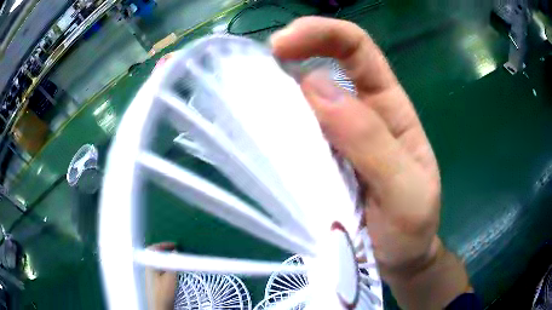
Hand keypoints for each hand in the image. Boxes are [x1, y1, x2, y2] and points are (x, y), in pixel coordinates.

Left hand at [145, 242, 177, 309]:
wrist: (159, 307)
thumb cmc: (163, 293)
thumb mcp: (170, 277)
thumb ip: (172, 264)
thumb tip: (175, 253)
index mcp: (150, 265)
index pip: (153, 248)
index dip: (163, 245)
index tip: (174, 245)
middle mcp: (148, 269)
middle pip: (155, 255)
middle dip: (165, 252)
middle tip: (174, 252)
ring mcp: (150, 277)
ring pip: (157, 263)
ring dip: (166, 260)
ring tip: (175, 262)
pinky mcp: (154, 283)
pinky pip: (159, 270)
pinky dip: (166, 268)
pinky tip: (172, 273)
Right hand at [271, 17, 468, 308]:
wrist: (397, 260)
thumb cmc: (411, 229)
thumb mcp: (406, 192)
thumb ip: (371, 142)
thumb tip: (315, 87)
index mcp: (391, 110)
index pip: (359, 50)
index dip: (324, 34)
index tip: (282, 44)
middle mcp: (360, 114)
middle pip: (325, 63)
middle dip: (291, 52)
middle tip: (254, 72)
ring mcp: (334, 139)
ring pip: (302, 98)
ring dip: (273, 91)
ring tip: (247, 101)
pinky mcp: (315, 164)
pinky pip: (291, 135)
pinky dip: (270, 127)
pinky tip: (253, 132)